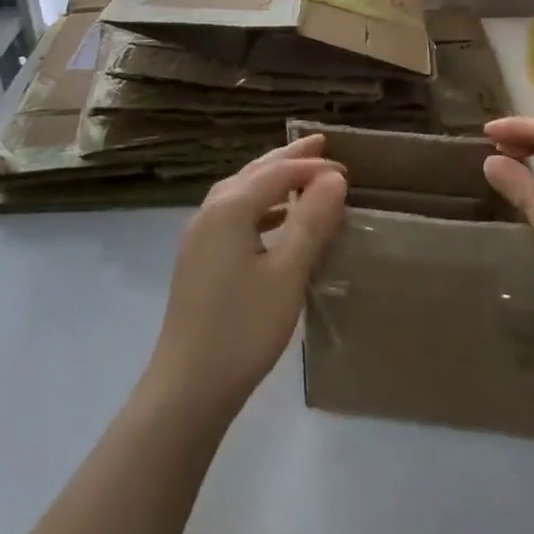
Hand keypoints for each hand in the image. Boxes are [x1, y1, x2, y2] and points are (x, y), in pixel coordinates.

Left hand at [143, 135, 347, 423]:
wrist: (186, 389)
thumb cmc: (243, 328)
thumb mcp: (288, 273)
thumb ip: (311, 221)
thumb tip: (334, 178)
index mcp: (230, 207)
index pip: (277, 172)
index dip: (312, 167)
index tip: (347, 170)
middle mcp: (210, 211)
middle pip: (254, 173)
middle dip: (288, 158)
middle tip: (320, 144)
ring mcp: (199, 236)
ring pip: (241, 191)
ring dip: (272, 180)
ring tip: (302, 177)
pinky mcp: (198, 259)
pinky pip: (234, 214)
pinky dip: (260, 206)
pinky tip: (277, 223)